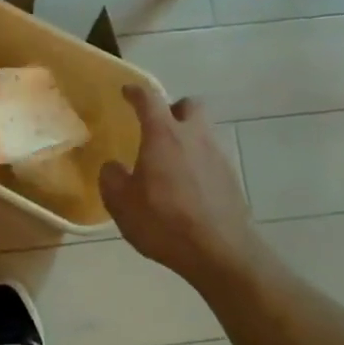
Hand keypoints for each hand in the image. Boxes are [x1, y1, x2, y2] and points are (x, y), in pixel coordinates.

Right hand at [99, 86, 259, 284]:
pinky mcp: (231, 178)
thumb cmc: (165, 222)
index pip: (149, 98)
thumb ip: (112, 179)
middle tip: (159, 128)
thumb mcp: (123, 204)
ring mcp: (218, 155)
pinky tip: (189, 187)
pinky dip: (199, 163)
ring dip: (188, 138)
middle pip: (189, 105)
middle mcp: (194, 136)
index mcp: (164, 134)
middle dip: (174, 109)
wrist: (221, 252)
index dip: (136, 92)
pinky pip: (212, 158)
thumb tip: (113, 167)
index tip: (127, 92)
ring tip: (172, 163)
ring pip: (203, 131)